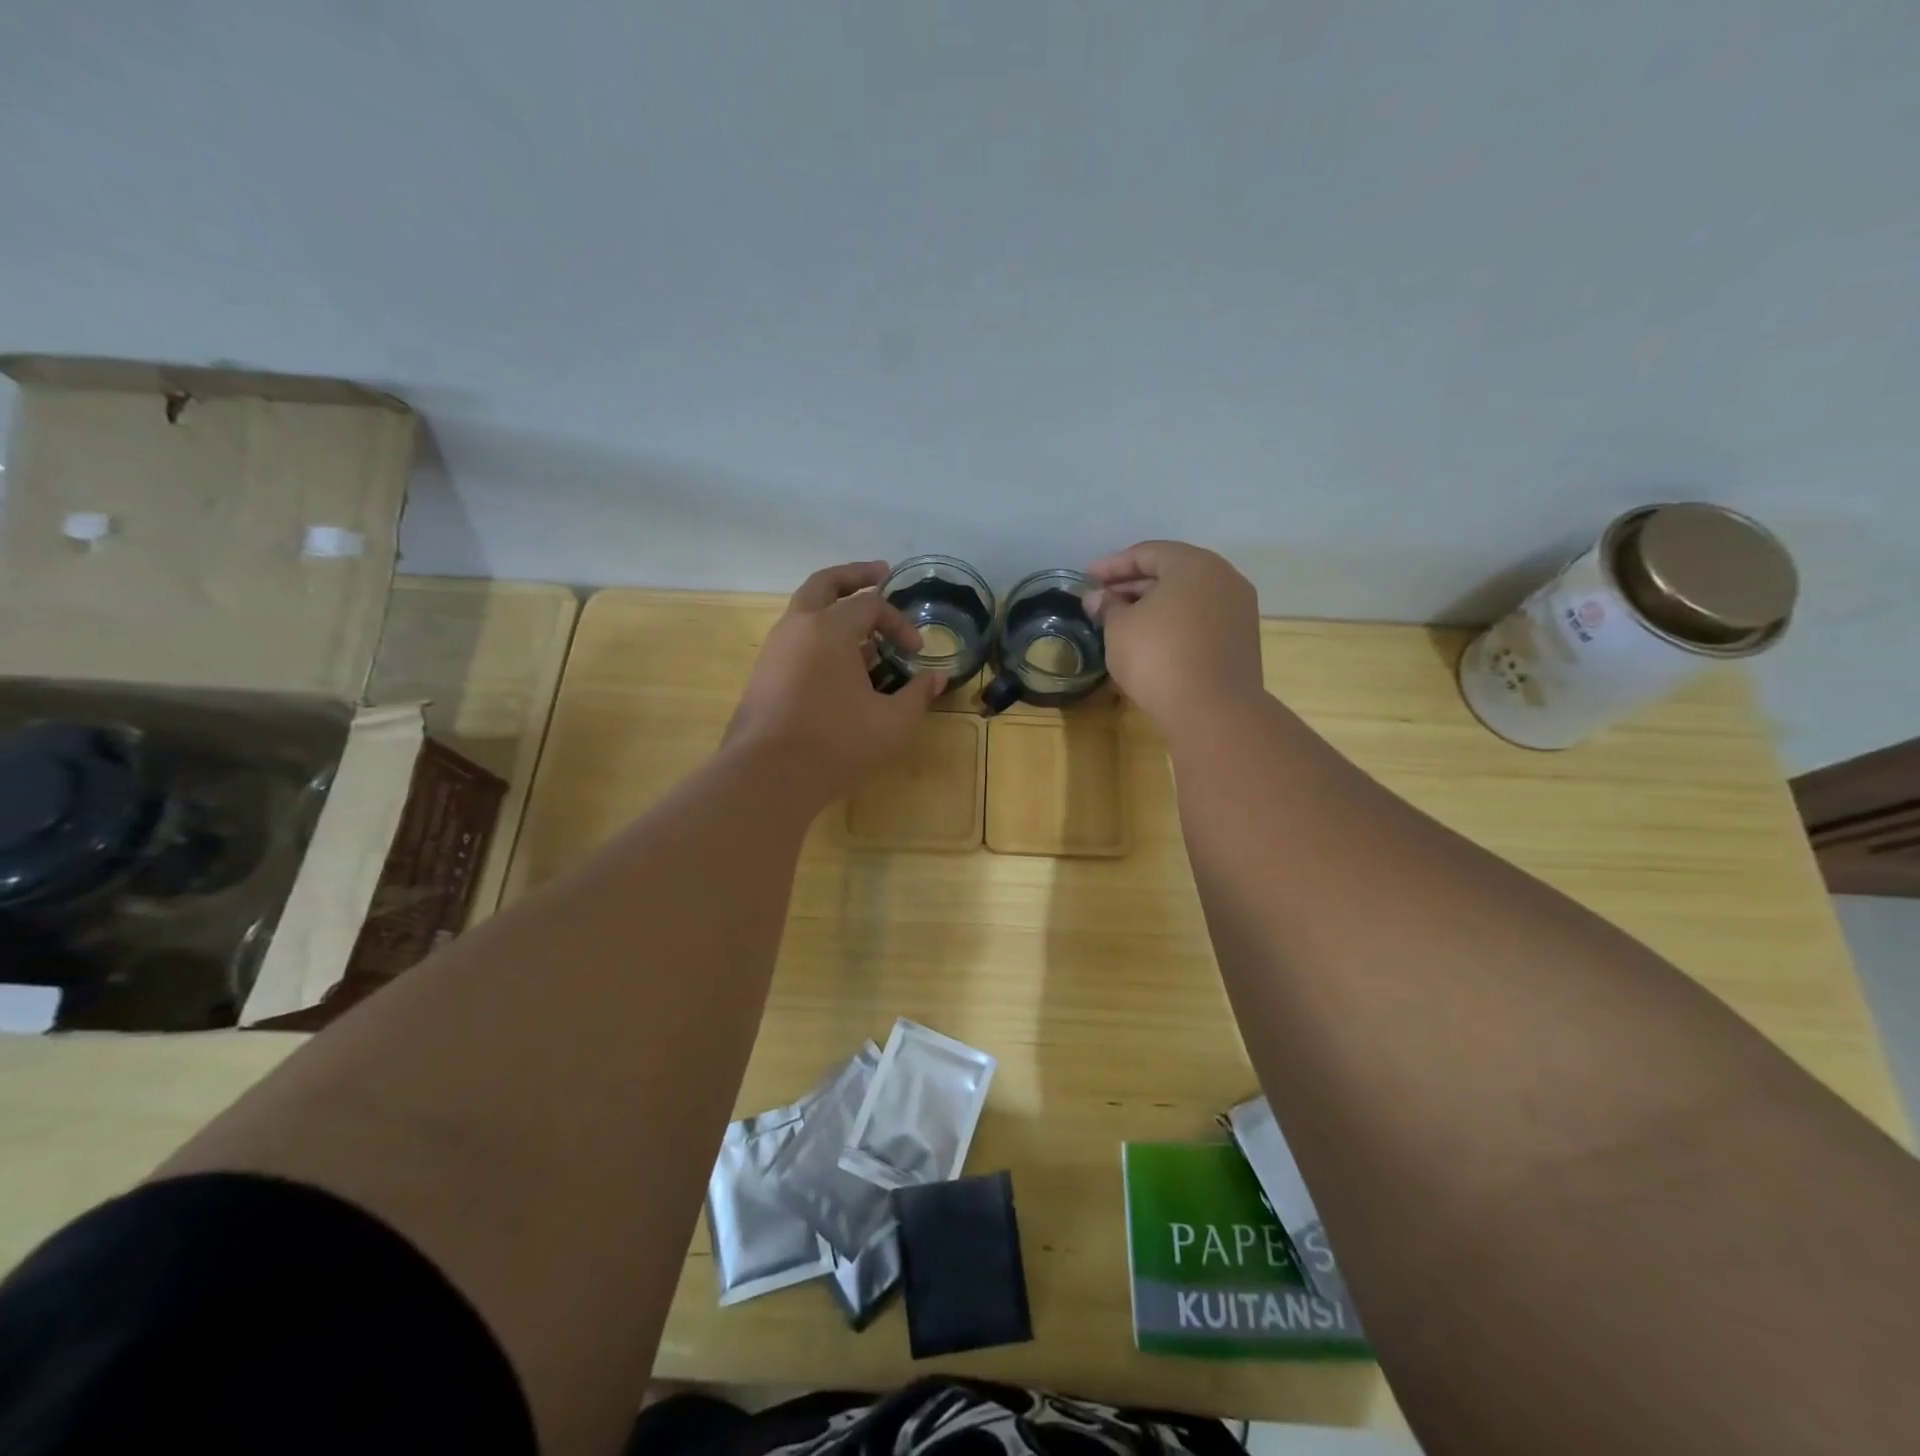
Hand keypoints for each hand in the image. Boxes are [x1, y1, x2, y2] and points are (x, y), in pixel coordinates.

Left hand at [726, 561, 946, 798]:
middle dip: (854, 576)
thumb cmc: (837, 744)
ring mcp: (774, 650)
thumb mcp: (892, 723)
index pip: (871, 605)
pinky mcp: (763, 675)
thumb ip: (917, 696)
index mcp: (829, 629)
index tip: (916, 651)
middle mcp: (797, 627)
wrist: (768, 776)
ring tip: (863, 632)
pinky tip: (838, 665)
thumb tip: (936, 679)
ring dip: (835, 610)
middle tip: (880, 573)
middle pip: (825, 584)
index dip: (899, 622)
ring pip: (805, 612)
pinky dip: (819, 636)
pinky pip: (795, 639)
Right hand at [1085, 540, 1264, 731]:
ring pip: (1187, 598)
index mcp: (1194, 564)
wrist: (1212, 710)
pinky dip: (1173, 623)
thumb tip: (1098, 598)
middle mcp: (1223, 578)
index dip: (1112, 565)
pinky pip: (1200, 620)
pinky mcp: (1240, 640)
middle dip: (1132, 585)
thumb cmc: (1159, 657)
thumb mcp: (1120, 628)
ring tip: (1122, 621)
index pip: (1146, 553)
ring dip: (1153, 605)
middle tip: (1102, 601)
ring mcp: (1237, 610)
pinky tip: (1150, 640)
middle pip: (1170, 573)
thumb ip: (1108, 606)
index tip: (1086, 579)